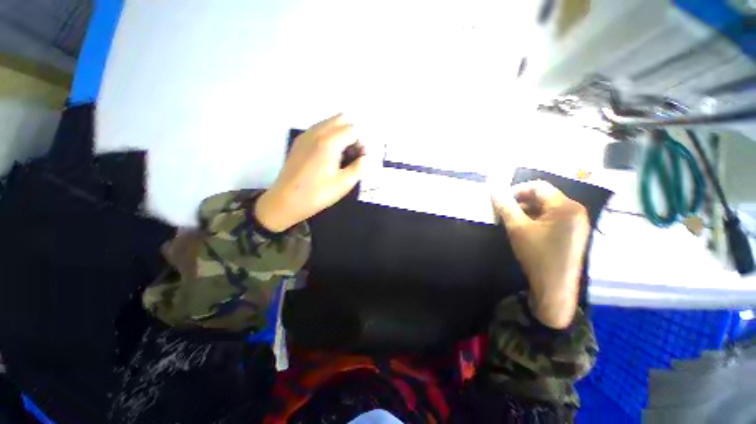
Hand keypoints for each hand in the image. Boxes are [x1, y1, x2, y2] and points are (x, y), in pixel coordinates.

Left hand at [255, 114, 364, 231]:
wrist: (286, 201)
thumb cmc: (317, 194)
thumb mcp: (344, 184)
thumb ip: (359, 167)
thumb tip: (365, 158)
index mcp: (329, 142)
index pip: (353, 130)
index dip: (360, 144)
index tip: (359, 159)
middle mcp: (317, 132)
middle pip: (341, 119)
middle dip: (351, 134)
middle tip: (351, 155)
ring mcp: (305, 135)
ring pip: (328, 123)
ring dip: (339, 134)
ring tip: (339, 157)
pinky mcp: (299, 142)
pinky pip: (318, 130)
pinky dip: (328, 137)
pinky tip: (327, 157)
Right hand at [492, 181, 589, 328]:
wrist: (555, 288)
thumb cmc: (537, 256)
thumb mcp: (517, 228)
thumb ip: (505, 207)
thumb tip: (494, 191)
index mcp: (566, 206)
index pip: (538, 187)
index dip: (516, 190)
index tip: (500, 200)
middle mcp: (575, 211)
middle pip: (543, 196)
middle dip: (521, 201)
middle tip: (503, 211)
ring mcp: (576, 223)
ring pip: (547, 208)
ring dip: (527, 211)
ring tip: (511, 220)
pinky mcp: (573, 234)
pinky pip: (552, 219)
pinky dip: (536, 219)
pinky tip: (524, 229)